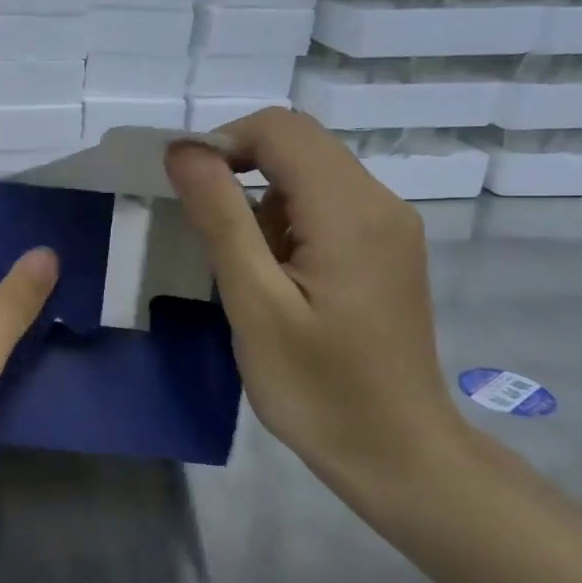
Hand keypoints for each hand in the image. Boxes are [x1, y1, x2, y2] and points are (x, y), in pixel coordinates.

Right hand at [164, 110, 468, 517]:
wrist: (397, 453)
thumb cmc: (318, 387)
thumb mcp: (255, 303)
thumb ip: (221, 218)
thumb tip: (184, 149)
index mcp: (351, 210)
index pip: (280, 129)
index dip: (222, 142)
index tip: (186, 192)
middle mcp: (380, 202)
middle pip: (298, 144)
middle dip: (239, 172)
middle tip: (208, 235)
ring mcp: (389, 226)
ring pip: (309, 174)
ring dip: (261, 202)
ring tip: (246, 271)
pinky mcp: (386, 249)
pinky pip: (325, 205)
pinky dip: (286, 222)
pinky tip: (277, 278)